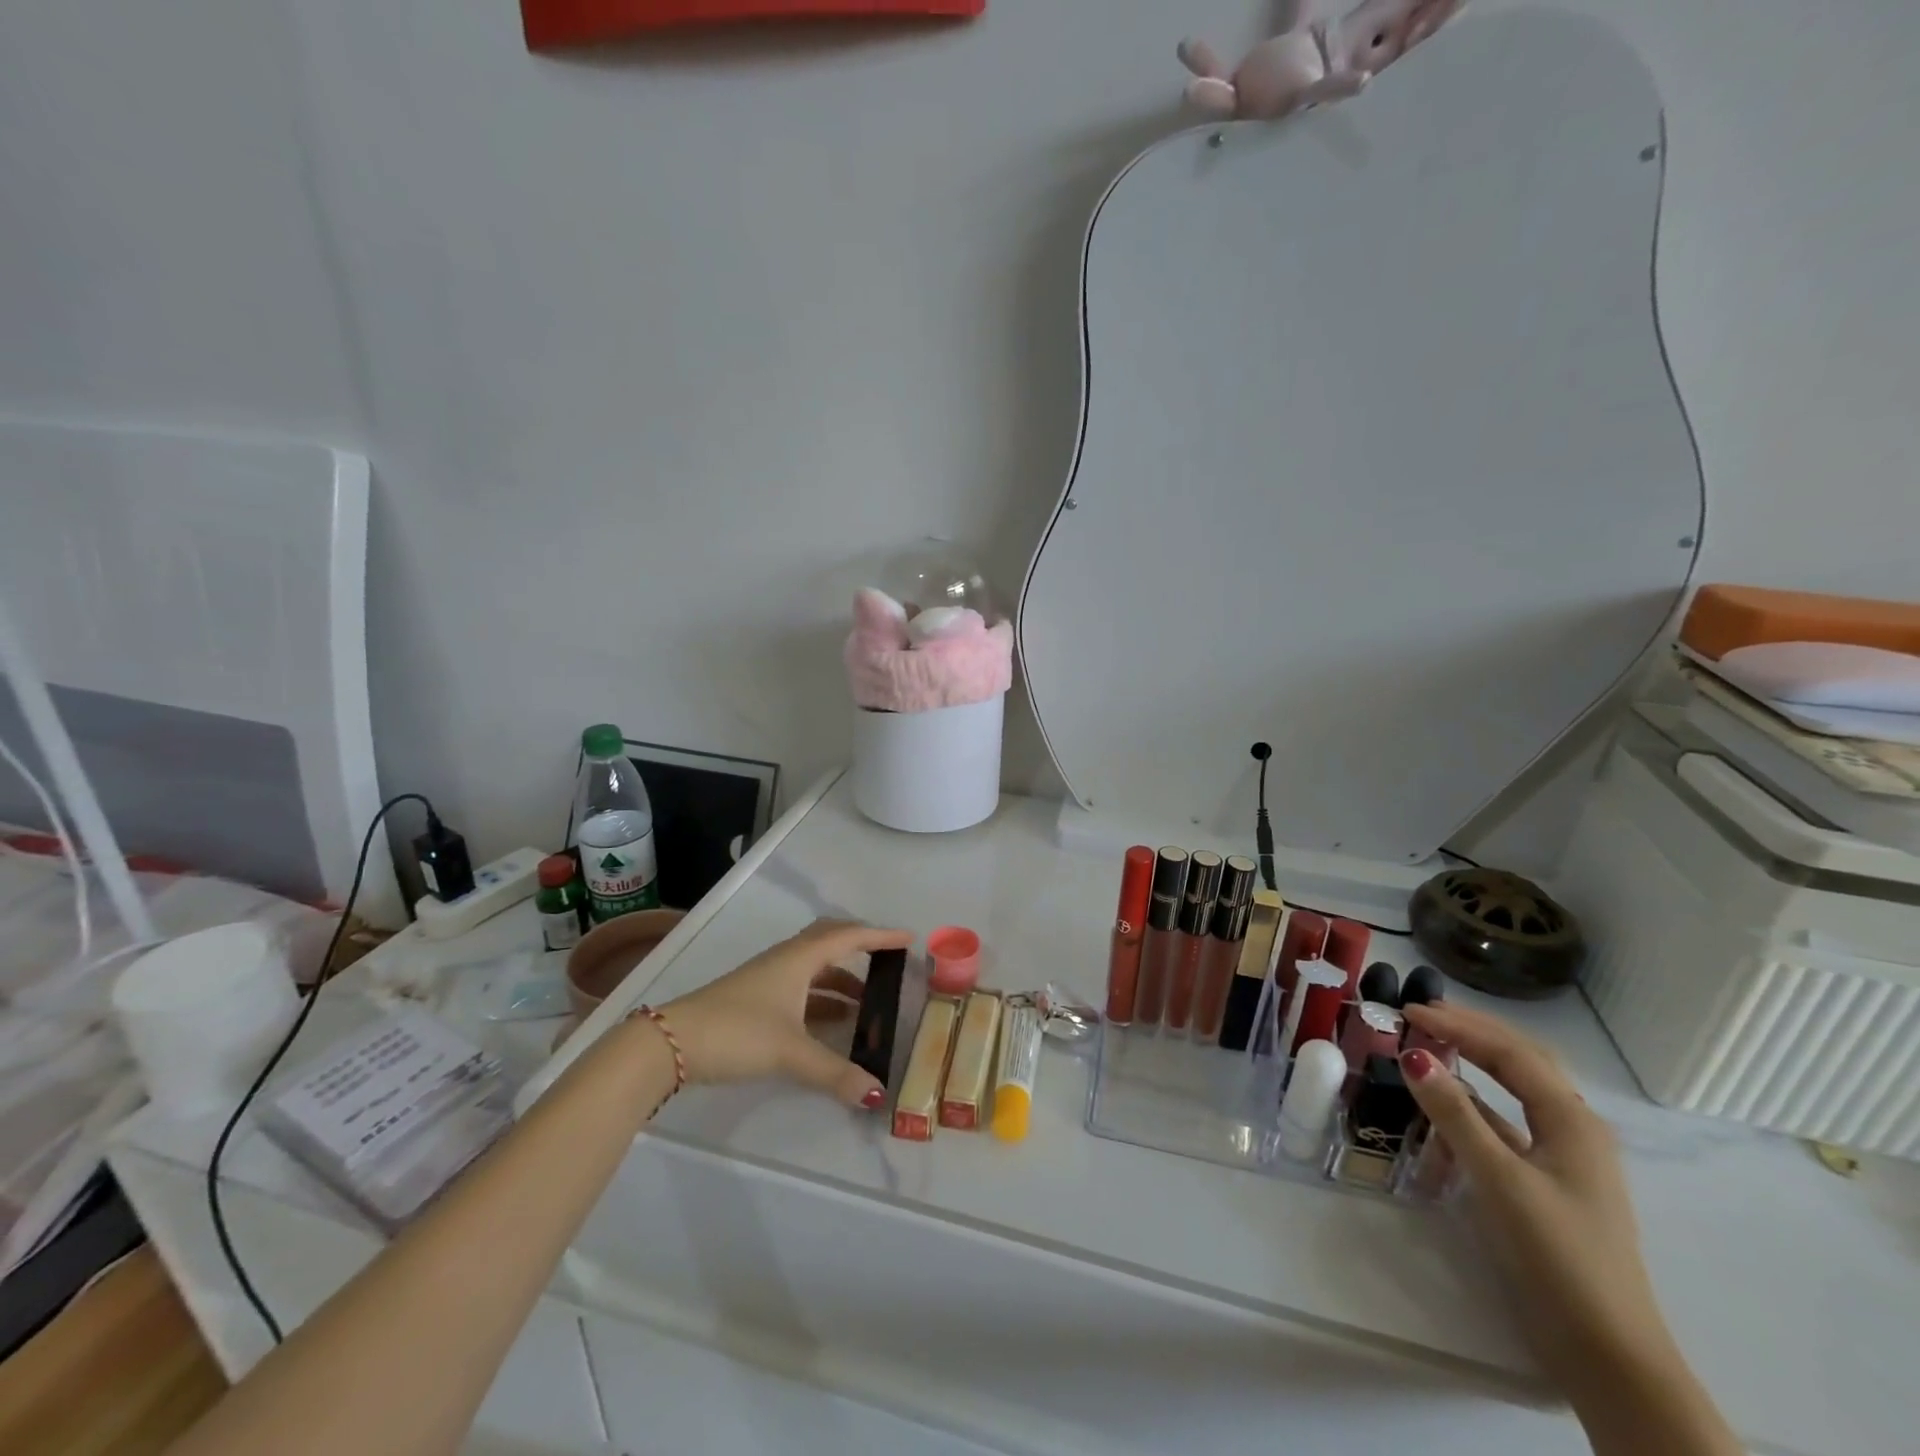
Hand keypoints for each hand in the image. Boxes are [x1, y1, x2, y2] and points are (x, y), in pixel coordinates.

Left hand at [661, 920, 911, 1110]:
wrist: (671, 1043)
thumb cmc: (737, 1031)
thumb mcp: (790, 1052)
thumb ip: (835, 1073)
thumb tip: (877, 1094)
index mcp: (799, 959)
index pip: (849, 937)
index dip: (880, 936)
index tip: (908, 938)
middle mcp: (786, 960)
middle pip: (830, 941)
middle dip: (860, 947)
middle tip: (887, 959)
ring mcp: (768, 978)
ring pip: (814, 967)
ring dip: (841, 978)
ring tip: (866, 1002)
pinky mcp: (755, 998)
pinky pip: (801, 987)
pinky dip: (822, 998)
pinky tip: (831, 1023)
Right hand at [1400, 1003, 1741, 1454]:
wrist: (1607, 1350)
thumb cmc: (1556, 1254)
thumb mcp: (1499, 1179)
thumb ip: (1455, 1114)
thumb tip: (1413, 1054)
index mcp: (1571, 1119)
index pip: (1509, 1051)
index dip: (1458, 1026)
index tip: (1408, 1011)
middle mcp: (1574, 1128)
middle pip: (1520, 1061)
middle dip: (1472, 1033)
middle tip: (1421, 1015)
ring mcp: (1565, 1157)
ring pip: (1515, 1091)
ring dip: (1474, 1065)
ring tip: (1431, 1048)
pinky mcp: (1550, 1182)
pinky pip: (1508, 1125)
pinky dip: (1474, 1108)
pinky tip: (1446, 1111)